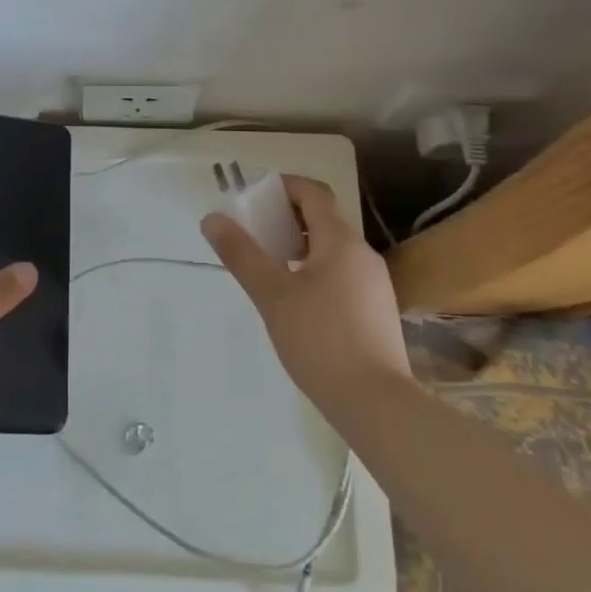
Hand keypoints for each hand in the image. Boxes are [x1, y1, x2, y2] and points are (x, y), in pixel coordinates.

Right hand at [201, 176, 410, 418]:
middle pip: (324, 219)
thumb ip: (241, 254)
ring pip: (333, 250)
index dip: (284, 187)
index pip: (313, 193)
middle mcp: (363, 254)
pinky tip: (298, 303)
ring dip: (301, 247)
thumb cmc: (320, 340)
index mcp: (341, 241)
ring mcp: (375, 284)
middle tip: (256, 234)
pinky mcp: (377, 312)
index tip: (255, 197)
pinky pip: (343, 274)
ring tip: (271, 269)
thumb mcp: (272, 295)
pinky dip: (317, 271)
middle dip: (288, 219)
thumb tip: (212, 219)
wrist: (377, 405)